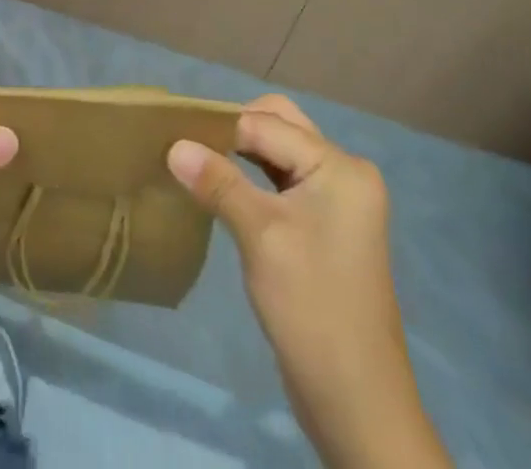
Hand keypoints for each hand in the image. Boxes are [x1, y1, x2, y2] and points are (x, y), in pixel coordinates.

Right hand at [168, 95, 450, 468]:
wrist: (357, 404)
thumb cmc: (311, 308)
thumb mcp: (260, 237)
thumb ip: (218, 182)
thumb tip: (173, 144)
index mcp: (340, 167)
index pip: (268, 126)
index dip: (220, 126)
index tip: (173, 128)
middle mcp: (344, 173)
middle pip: (279, 126)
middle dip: (233, 129)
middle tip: (188, 142)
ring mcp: (337, 200)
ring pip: (280, 152)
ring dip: (240, 151)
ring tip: (196, 158)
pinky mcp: (325, 225)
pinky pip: (283, 180)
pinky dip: (252, 176)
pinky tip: (221, 186)